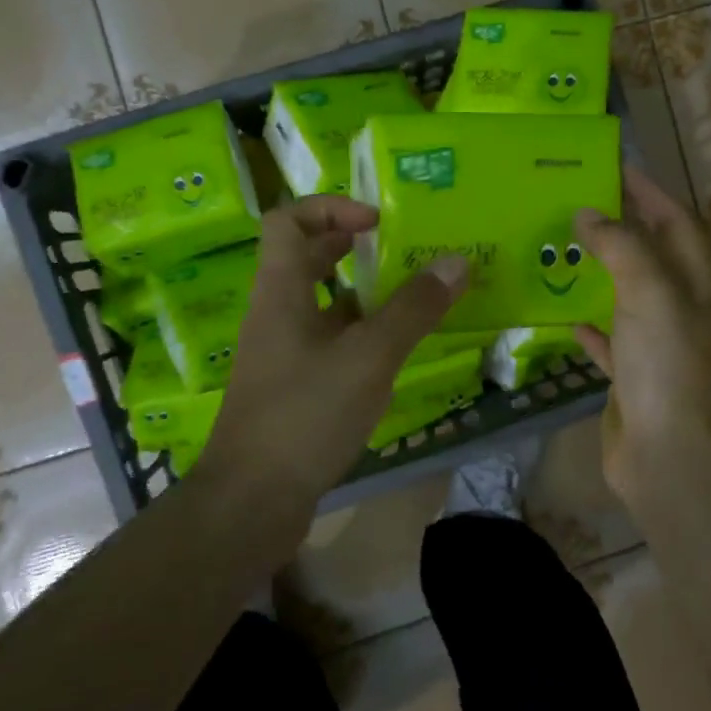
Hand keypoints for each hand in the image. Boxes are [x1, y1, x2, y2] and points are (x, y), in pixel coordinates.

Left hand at [198, 196, 466, 516]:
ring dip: (366, 295)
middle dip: (355, 248)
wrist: (252, 502)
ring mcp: (284, 353)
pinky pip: (331, 343)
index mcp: (281, 291)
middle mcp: (277, 313)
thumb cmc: (306, 415)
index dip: (331, 208)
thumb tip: (457, 262)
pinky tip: (398, 353)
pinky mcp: (295, 387)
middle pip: (309, 258)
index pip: (289, 221)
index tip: (377, 221)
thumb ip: (413, 309)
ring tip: (415, 298)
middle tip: (405, 252)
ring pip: (324, 305)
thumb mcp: (368, 357)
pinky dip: (363, 336)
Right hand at [573, 167, 710, 493]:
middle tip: (580, 203)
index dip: (651, 193)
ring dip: (602, 273)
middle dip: (623, 227)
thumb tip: (588, 214)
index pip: (677, 222)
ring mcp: (657, 346)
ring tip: (565, 248)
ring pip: (628, 296)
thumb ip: (620, 246)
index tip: (616, 168)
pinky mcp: (632, 377)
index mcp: (697, 284)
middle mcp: (682, 310)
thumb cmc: (665, 362)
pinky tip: (566, 316)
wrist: (665, 451)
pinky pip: (610, 341)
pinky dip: (592, 326)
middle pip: (652, 256)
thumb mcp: (648, 291)